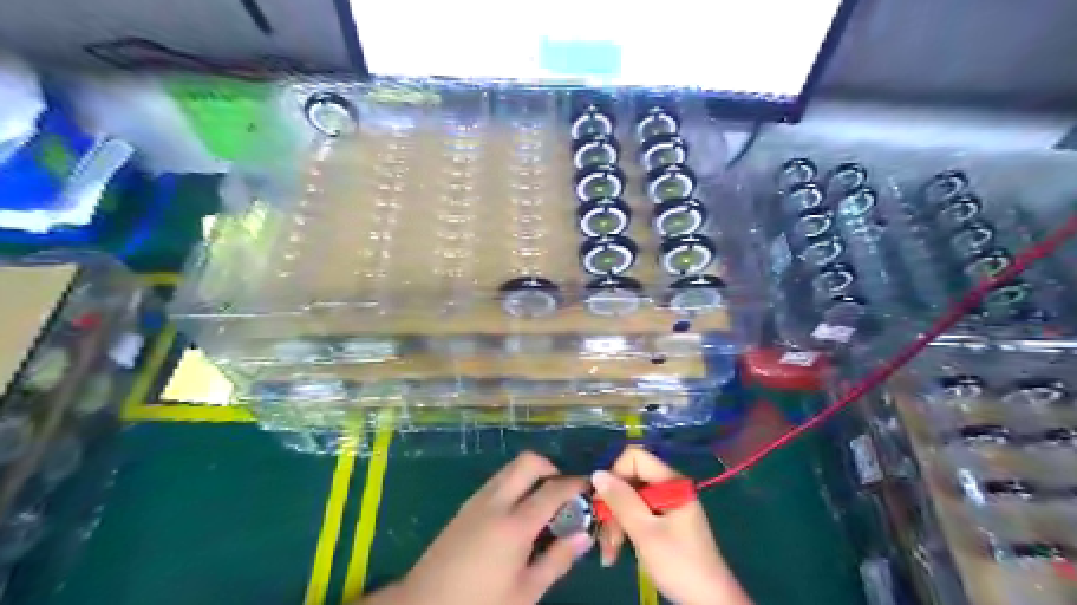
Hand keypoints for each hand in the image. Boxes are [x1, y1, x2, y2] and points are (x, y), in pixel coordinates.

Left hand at [366, 455, 593, 604]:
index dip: (575, 484)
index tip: (589, 487)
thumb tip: (584, 535)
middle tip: (562, 492)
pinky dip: (513, 484)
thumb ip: (557, 560)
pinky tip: (517, 514)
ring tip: (542, 504)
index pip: (553, 489)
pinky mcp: (464, 506)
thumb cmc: (480, 604)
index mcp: (514, 524)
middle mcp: (495, 501)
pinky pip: (496, 481)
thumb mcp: (525, 592)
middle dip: (550, 468)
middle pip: (528, 462)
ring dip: (530, 475)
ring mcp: (476, 500)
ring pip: (510, 468)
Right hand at [593, 447, 750, 604]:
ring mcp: (666, 504)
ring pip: (629, 499)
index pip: (634, 458)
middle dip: (612, 506)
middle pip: (629, 480)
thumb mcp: (645, 532)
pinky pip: (637, 514)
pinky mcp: (663, 521)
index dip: (615, 474)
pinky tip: (616, 551)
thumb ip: (621, 500)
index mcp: (671, 481)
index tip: (604, 502)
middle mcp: (669, 487)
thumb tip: (597, 473)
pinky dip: (624, 530)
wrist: (708, 601)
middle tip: (603, 535)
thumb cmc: (679, 563)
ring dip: (615, 523)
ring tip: (609, 552)